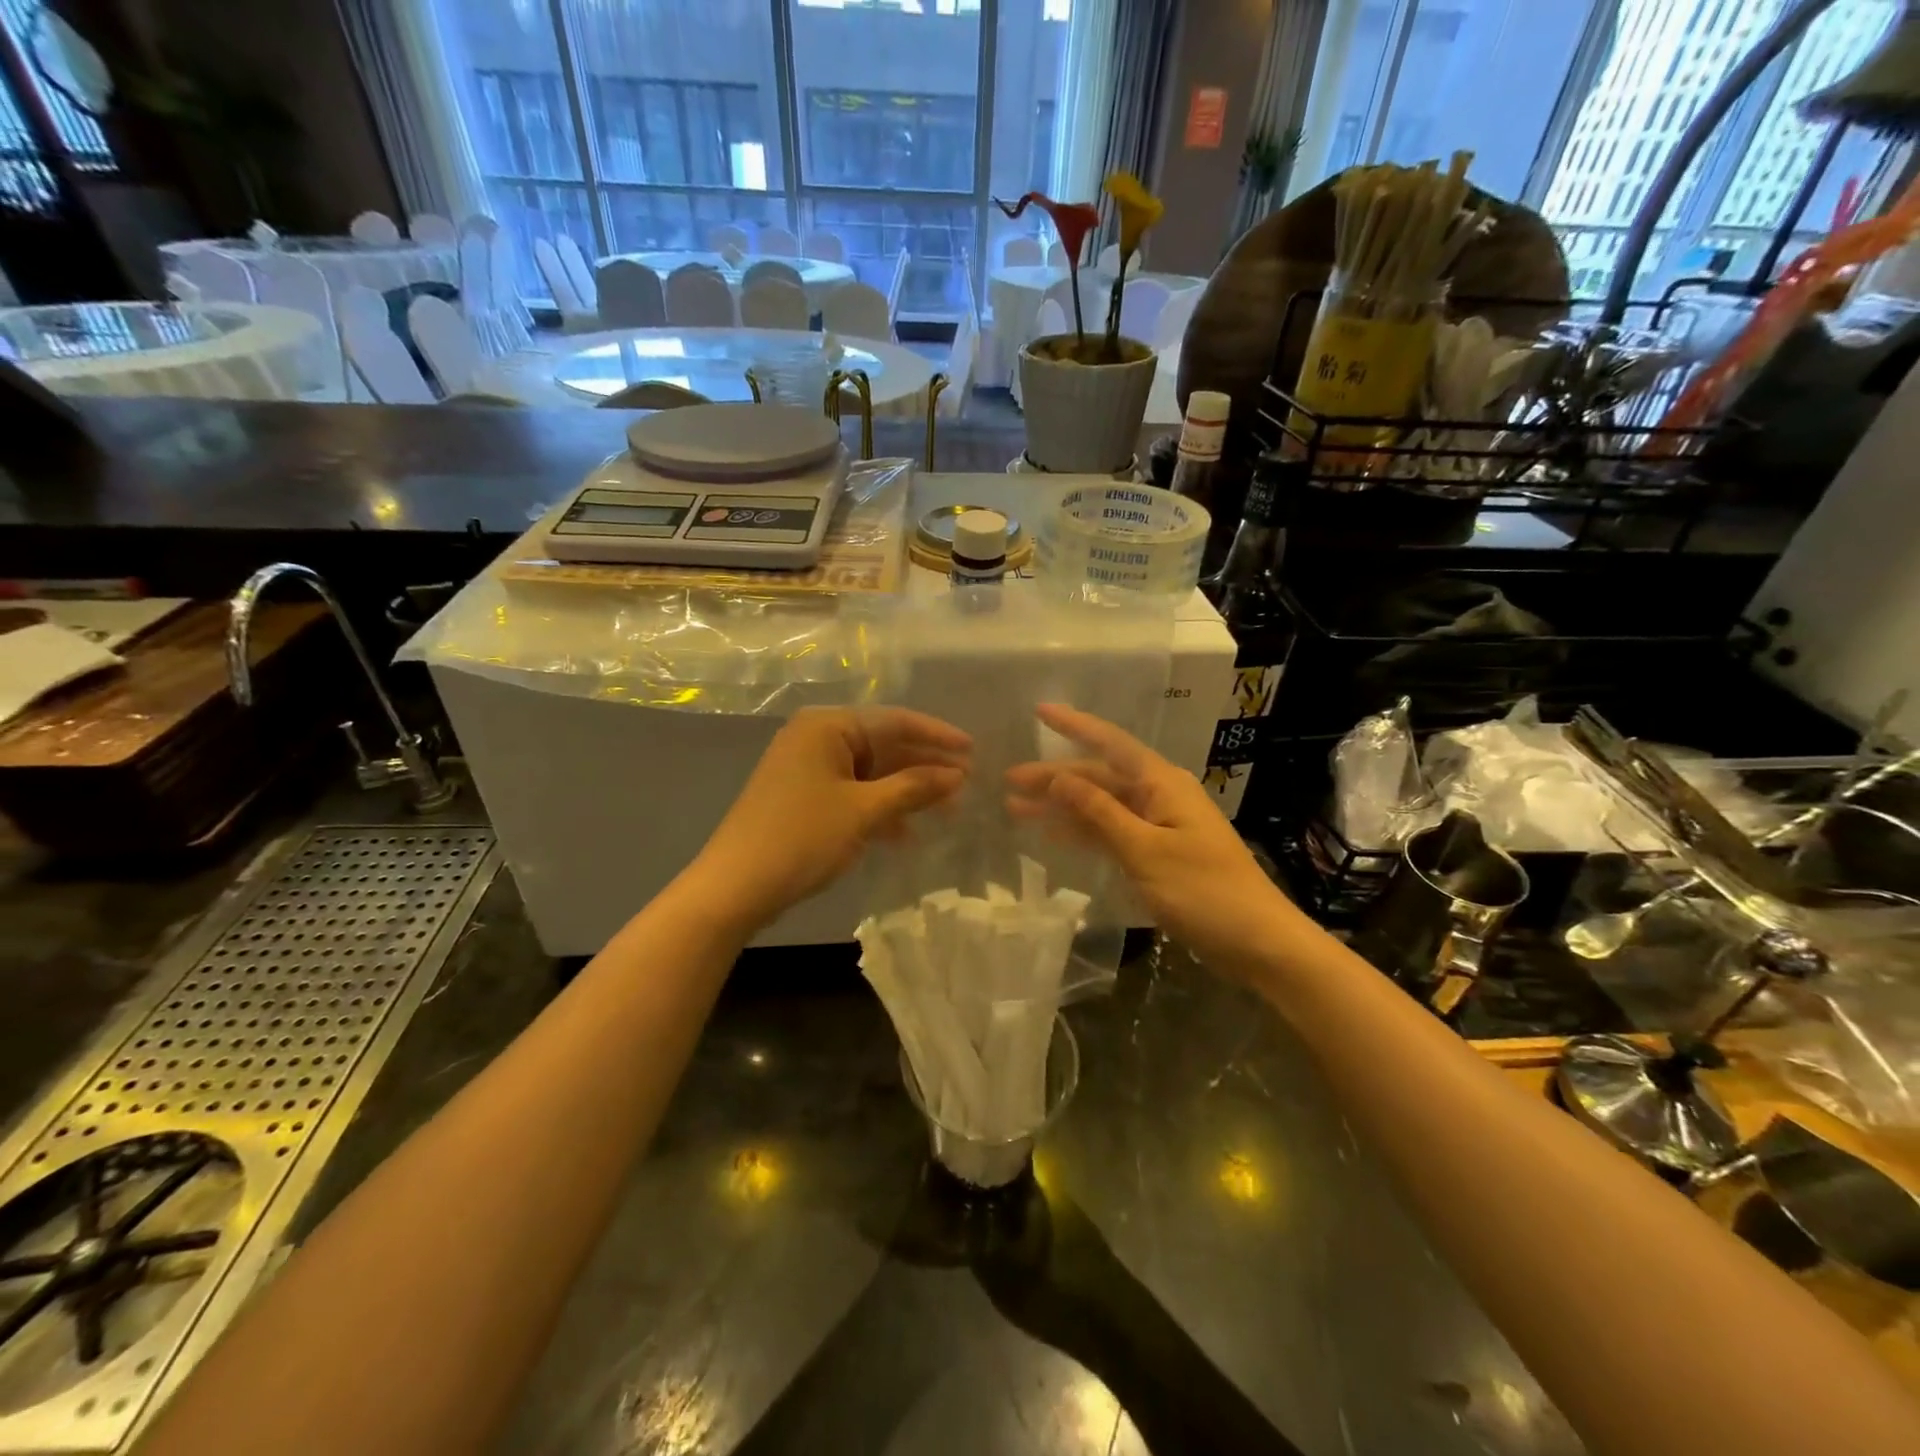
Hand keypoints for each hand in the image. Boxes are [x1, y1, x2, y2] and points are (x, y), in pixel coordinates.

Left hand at [691, 707, 970, 928]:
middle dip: (924, 768)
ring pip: (871, 773)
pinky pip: (853, 793)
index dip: (937, 736)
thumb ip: (913, 788)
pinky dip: (880, 809)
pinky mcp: (804, 798)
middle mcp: (816, 738)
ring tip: (946, 812)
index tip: (974, 751)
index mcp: (827, 726)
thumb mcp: (863, 811)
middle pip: (883, 746)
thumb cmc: (801, 838)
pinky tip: (906, 834)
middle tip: (966, 787)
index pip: (894, 720)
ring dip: (906, 792)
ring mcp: (808, 769)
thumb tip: (958, 774)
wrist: (734, 888)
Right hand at [1006, 704, 1287, 974]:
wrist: (1258, 943)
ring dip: (1063, 807)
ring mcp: (1159, 826)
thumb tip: (1060, 777)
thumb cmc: (1204, 891)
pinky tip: (1053, 836)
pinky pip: (1111, 832)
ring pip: (1101, 806)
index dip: (1075, 726)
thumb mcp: (1145, 850)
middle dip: (1056, 777)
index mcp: (1162, 784)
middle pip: (1100, 777)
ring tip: (1017, 809)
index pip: (1111, 744)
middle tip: (1010, 781)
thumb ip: (1100, 812)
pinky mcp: (1158, 855)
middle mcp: (1159, 796)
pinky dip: (1083, 832)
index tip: (1040, 712)